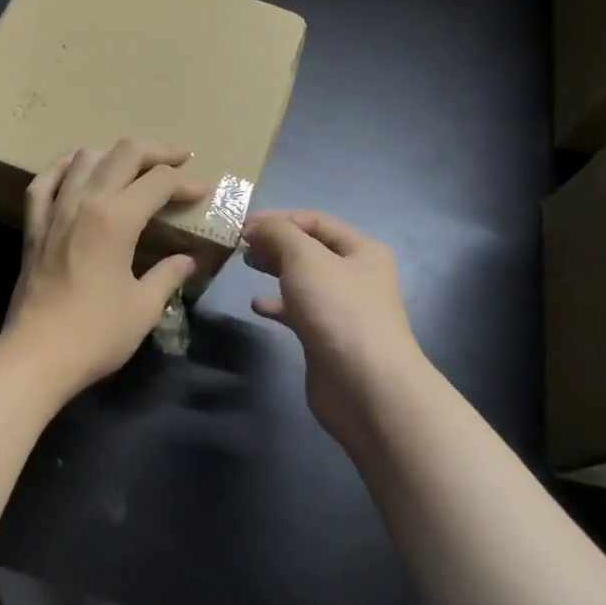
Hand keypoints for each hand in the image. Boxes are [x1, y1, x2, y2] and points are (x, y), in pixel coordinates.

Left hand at [0, 139, 208, 402]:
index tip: (205, 190)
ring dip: (114, 154)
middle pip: (124, 153)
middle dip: (157, 151)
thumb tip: (189, 260)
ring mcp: (54, 210)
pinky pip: (44, 181)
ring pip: (84, 158)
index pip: (158, 182)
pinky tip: (76, 166)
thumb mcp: (144, 307)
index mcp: (116, 219)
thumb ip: (169, 275)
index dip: (186, 182)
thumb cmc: (96, 334)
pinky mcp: (33, 225)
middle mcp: (85, 202)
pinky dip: (63, 166)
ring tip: (133, 166)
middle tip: (180, 157)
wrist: (37, 355)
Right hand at [241, 209, 426, 447]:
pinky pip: (299, 311)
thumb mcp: (305, 258)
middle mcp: (356, 275)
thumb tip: (257, 225)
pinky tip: (257, 305)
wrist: (365, 386)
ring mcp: (343, 308)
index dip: (278, 218)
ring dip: (275, 269)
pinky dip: (278, 304)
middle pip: (309, 249)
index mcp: (361, 250)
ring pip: (303, 280)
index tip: (242, 224)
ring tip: (246, 264)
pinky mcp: (328, 337)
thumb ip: (278, 233)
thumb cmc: (338, 310)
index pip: (315, 221)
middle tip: (240, 244)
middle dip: (275, 242)